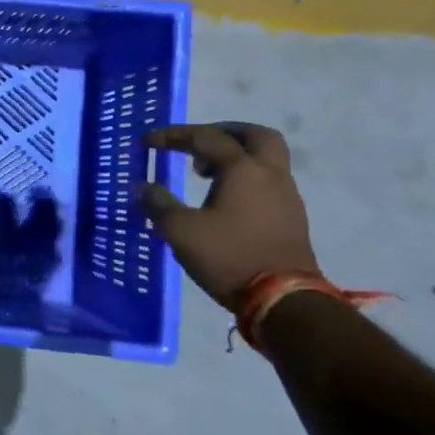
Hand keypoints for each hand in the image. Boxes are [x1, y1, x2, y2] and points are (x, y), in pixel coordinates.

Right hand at [140, 123, 317, 309]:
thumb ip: (158, 204)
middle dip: (223, 132)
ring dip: (236, 156)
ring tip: (204, 173)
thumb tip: (142, 187)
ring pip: (266, 159)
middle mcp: (270, 174)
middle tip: (197, 142)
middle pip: (255, 135)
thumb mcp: (180, 231)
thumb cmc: (229, 257)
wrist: (285, 302)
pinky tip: (225, 200)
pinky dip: (246, 178)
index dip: (174, 136)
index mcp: (243, 169)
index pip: (206, 137)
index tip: (148, 142)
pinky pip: (269, 182)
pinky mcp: (291, 218)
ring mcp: (286, 196)